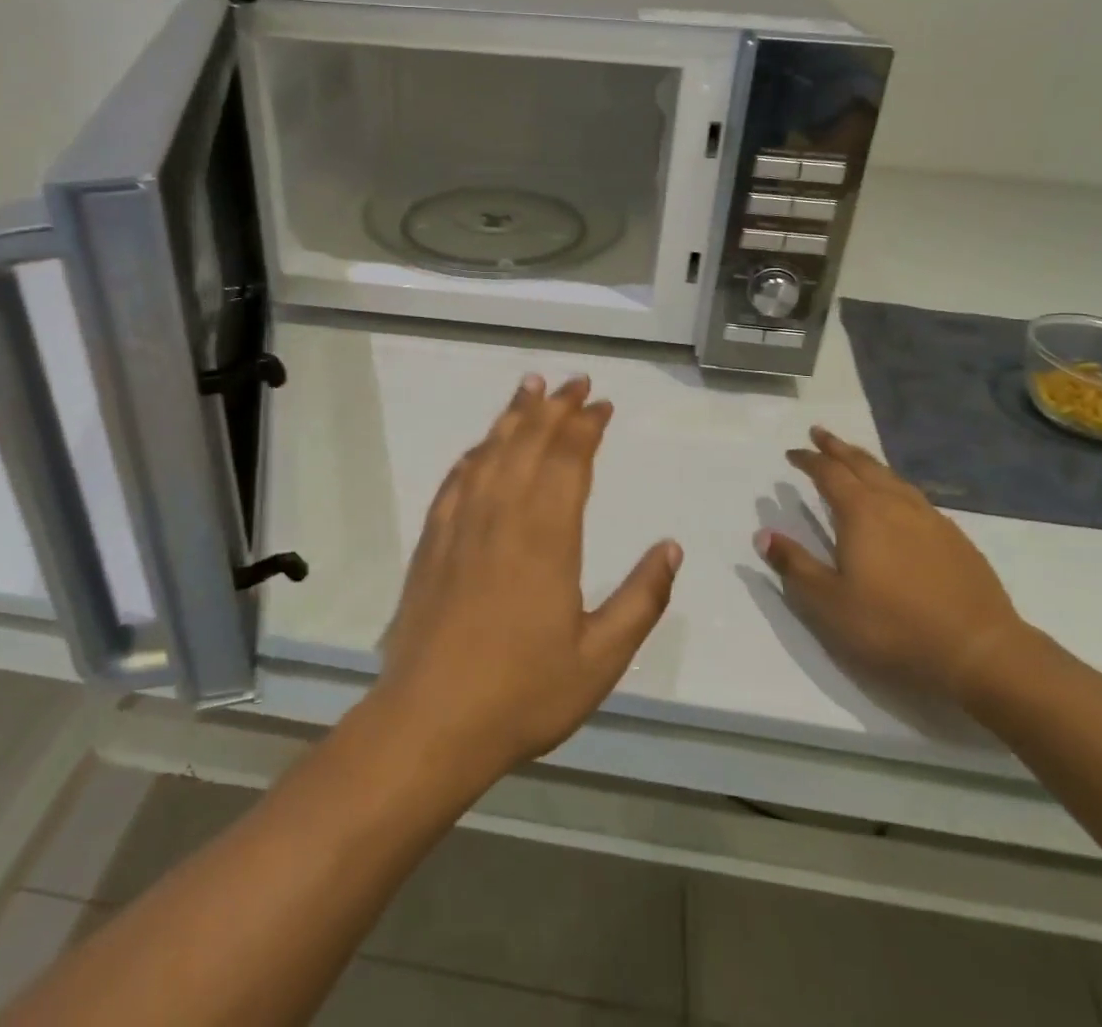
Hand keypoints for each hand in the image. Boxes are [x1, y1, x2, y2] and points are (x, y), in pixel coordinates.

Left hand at [374, 375, 682, 780]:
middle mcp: (503, 514)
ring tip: (530, 387)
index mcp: (547, 535)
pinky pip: (457, 479)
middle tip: (575, 381)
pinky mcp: (433, 540)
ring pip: (491, 451)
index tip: (602, 404)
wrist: (430, 720)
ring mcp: (462, 524)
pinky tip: (482, 446)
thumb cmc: (523, 692)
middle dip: (555, 407)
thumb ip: (642, 600)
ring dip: (513, 415)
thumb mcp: (600, 659)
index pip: (570, 460)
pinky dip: (475, 453)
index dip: (587, 426)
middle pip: (530, 442)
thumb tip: (671, 548)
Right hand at [756, 426, 1025, 701]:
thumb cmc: (894, 626)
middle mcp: (895, 504)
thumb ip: (795, 566)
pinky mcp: (955, 538)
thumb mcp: (829, 603)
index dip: (808, 460)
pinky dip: (894, 485)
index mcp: (861, 513)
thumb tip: (763, 534)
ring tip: (855, 458)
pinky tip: (898, 499)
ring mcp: (930, 519)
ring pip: (892, 477)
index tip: (792, 453)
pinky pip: (914, 496)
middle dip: (838, 448)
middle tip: (820, 433)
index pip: (829, 474)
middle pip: (862, 465)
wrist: (981, 652)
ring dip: (867, 462)